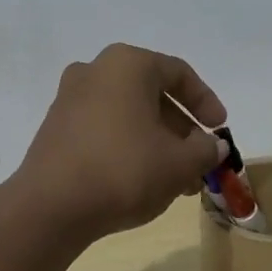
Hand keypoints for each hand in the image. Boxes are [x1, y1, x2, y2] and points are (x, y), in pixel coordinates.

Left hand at [15, 44, 229, 241]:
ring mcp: (70, 98)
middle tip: (199, 160)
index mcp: (127, 64)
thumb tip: (213, 145)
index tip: (220, 129)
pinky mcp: (56, 127)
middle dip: (180, 129)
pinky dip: (128, 146)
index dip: (206, 102)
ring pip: (128, 114)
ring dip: (156, 142)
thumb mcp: (179, 163)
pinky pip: (104, 128)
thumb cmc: (124, 170)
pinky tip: (142, 180)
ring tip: (176, 180)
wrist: (51, 206)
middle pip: (151, 95)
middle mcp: (95, 70)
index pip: (178, 73)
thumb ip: (205, 149)